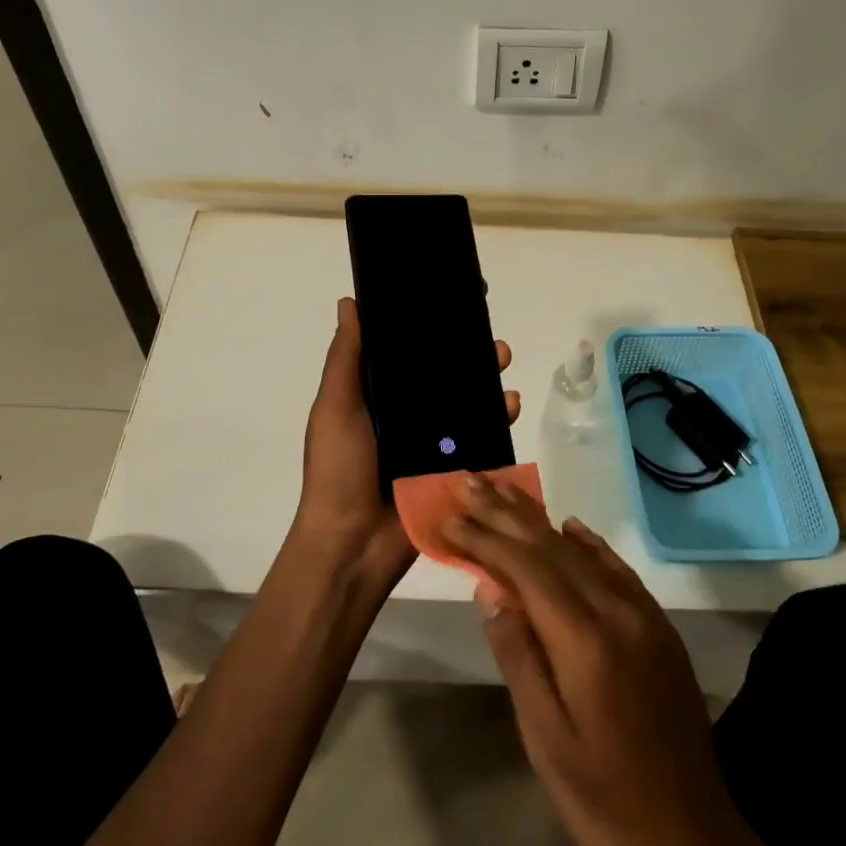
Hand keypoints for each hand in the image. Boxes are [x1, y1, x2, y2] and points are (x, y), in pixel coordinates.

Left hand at [293, 298, 519, 587]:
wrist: (353, 545)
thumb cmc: (338, 469)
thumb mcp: (335, 407)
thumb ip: (346, 358)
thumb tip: (351, 302)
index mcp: (377, 397)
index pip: (407, 353)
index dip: (428, 328)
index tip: (452, 300)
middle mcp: (407, 415)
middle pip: (444, 375)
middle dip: (467, 352)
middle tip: (488, 334)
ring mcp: (433, 443)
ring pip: (467, 402)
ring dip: (488, 380)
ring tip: (503, 361)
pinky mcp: (454, 469)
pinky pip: (481, 438)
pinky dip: (498, 420)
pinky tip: (510, 404)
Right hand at [446, 481, 740, 845]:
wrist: (694, 839)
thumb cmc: (604, 799)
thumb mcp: (546, 739)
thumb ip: (519, 655)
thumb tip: (489, 587)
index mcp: (585, 640)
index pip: (525, 569)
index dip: (484, 538)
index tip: (449, 515)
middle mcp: (617, 611)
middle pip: (551, 547)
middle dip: (505, 512)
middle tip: (468, 481)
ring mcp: (643, 615)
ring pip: (581, 551)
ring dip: (539, 519)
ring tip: (503, 491)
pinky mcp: (658, 626)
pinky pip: (616, 568)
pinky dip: (587, 542)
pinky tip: (568, 526)